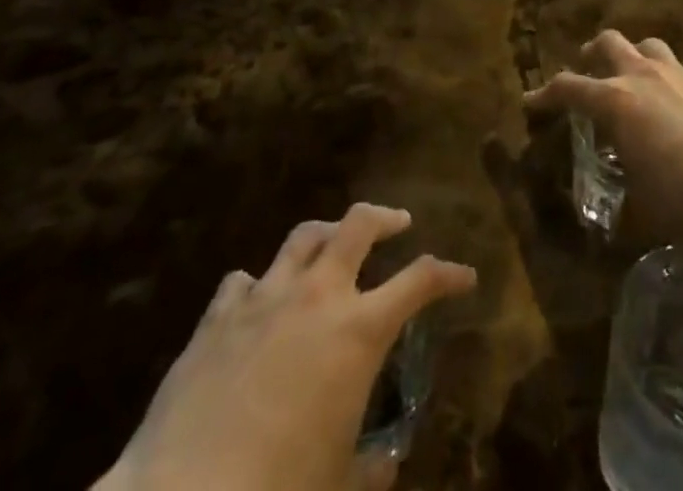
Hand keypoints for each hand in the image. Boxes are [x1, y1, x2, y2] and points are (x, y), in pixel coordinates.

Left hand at [101, 203, 476, 490]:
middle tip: (399, 224)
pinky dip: (261, 283)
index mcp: (358, 331)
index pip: (420, 281)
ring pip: (303, 236)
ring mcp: (265, 298)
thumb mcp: (340, 485)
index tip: (465, 277)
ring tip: (334, 243)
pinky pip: (245, 280)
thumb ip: (372, 467)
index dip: (448, 274)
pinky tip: (260, 300)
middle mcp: (317, 296)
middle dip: (385, 218)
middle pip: (358, 225)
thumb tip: (386, 461)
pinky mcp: (218, 316)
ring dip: (327, 233)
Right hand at [523, 29, 682, 235]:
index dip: (545, 95)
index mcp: (615, 101)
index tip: (532, 102)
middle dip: (592, 54)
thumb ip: (619, 209)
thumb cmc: (682, 195)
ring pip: (647, 45)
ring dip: (633, 56)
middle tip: (587, 70)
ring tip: (632, 76)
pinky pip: (682, 71)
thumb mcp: (640, 210)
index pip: (568, 87)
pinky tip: (679, 108)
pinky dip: (670, 82)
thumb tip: (609, 229)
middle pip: (608, 43)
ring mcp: (679, 74)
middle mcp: (642, 76)